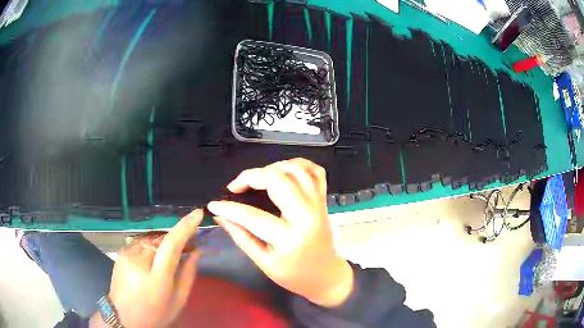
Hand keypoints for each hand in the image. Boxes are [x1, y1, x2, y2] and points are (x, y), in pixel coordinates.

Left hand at [92, 210, 203, 327]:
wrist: (123, 317)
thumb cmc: (155, 314)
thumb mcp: (178, 301)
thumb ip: (188, 275)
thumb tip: (196, 252)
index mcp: (156, 279)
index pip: (170, 245)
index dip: (184, 227)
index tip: (197, 214)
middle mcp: (139, 262)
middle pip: (162, 239)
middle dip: (176, 239)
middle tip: (189, 246)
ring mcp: (127, 255)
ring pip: (152, 239)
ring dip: (163, 243)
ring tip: (169, 255)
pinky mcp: (121, 253)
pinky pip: (141, 242)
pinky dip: (151, 246)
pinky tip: (153, 258)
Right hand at [207, 158, 353, 306]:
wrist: (326, 275)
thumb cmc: (294, 275)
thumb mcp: (264, 262)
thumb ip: (241, 237)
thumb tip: (220, 216)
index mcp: (290, 238)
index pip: (253, 216)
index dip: (229, 208)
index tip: (214, 205)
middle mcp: (307, 215)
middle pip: (278, 179)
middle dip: (251, 176)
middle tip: (236, 187)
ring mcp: (318, 204)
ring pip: (296, 169)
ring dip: (272, 167)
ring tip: (257, 178)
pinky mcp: (324, 200)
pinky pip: (315, 171)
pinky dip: (299, 164)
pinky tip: (284, 171)